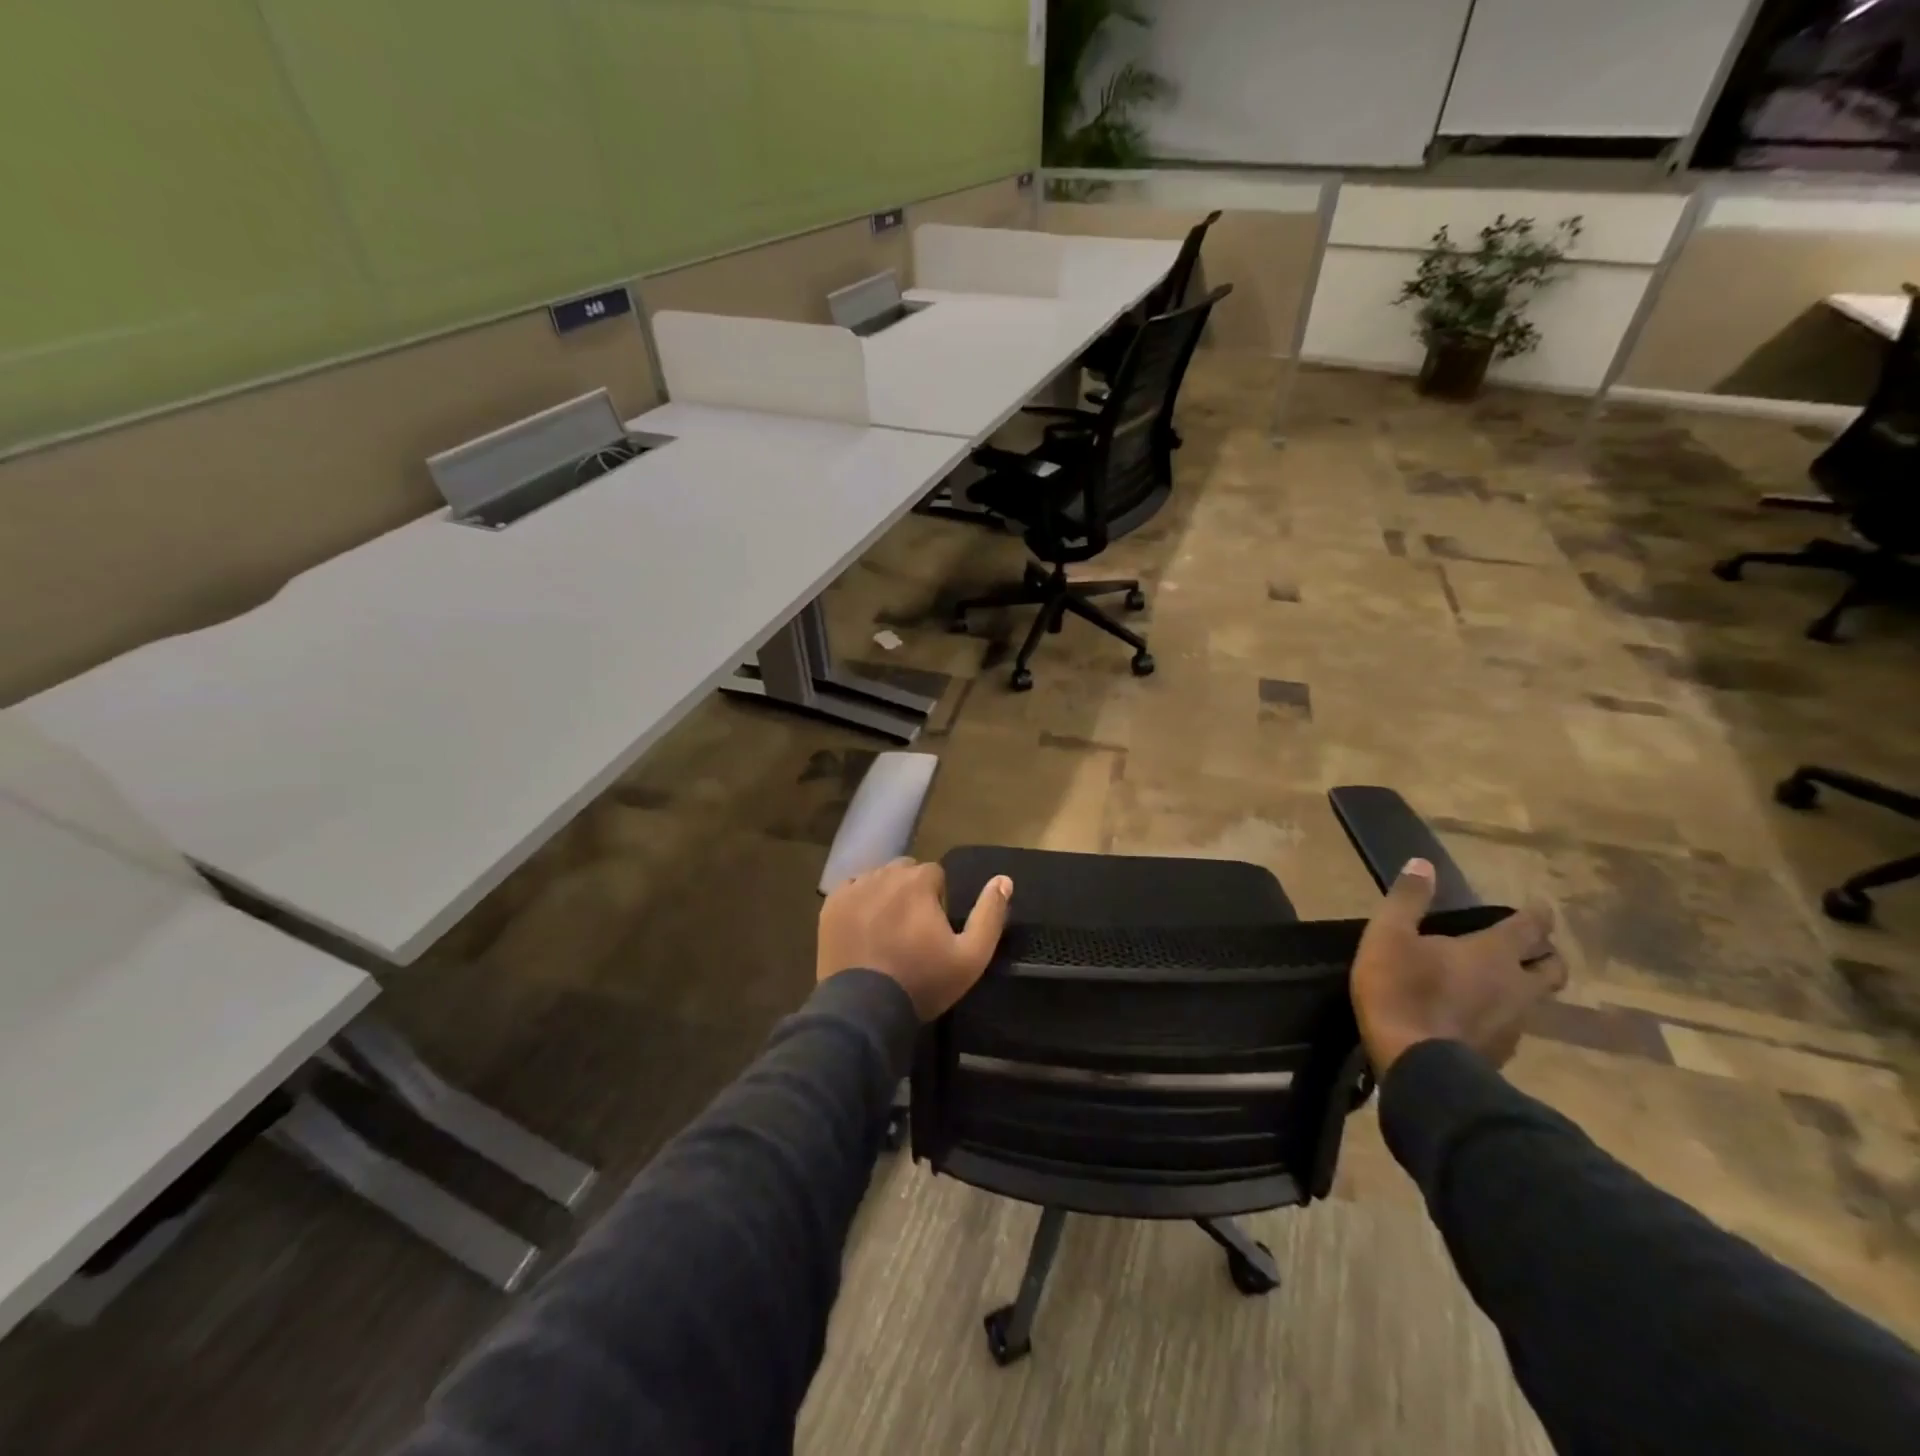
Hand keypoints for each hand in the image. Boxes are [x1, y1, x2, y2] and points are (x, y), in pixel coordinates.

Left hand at [817, 859, 1012, 1020]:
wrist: (864, 1009)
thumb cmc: (922, 982)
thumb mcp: (971, 957)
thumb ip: (990, 915)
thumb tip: (1004, 879)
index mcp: (918, 882)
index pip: (935, 873)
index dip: (938, 899)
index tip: (934, 928)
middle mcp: (884, 875)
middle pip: (905, 871)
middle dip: (912, 891)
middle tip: (912, 928)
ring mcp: (854, 889)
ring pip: (877, 877)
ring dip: (886, 893)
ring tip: (887, 929)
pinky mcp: (831, 906)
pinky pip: (851, 889)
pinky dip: (860, 900)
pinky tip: (864, 927)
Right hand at [1351, 858, 1563, 1074]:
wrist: (1416, 1064)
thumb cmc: (1401, 989)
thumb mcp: (1389, 935)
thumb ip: (1407, 899)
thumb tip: (1422, 863)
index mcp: (1493, 953)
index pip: (1530, 927)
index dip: (1537, 914)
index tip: (1540, 905)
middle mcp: (1516, 986)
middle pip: (1551, 967)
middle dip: (1547, 953)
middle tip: (1533, 946)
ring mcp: (1514, 1024)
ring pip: (1536, 1000)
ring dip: (1527, 987)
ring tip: (1505, 983)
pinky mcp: (1502, 1053)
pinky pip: (1514, 1026)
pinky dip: (1505, 1015)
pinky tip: (1483, 1018)